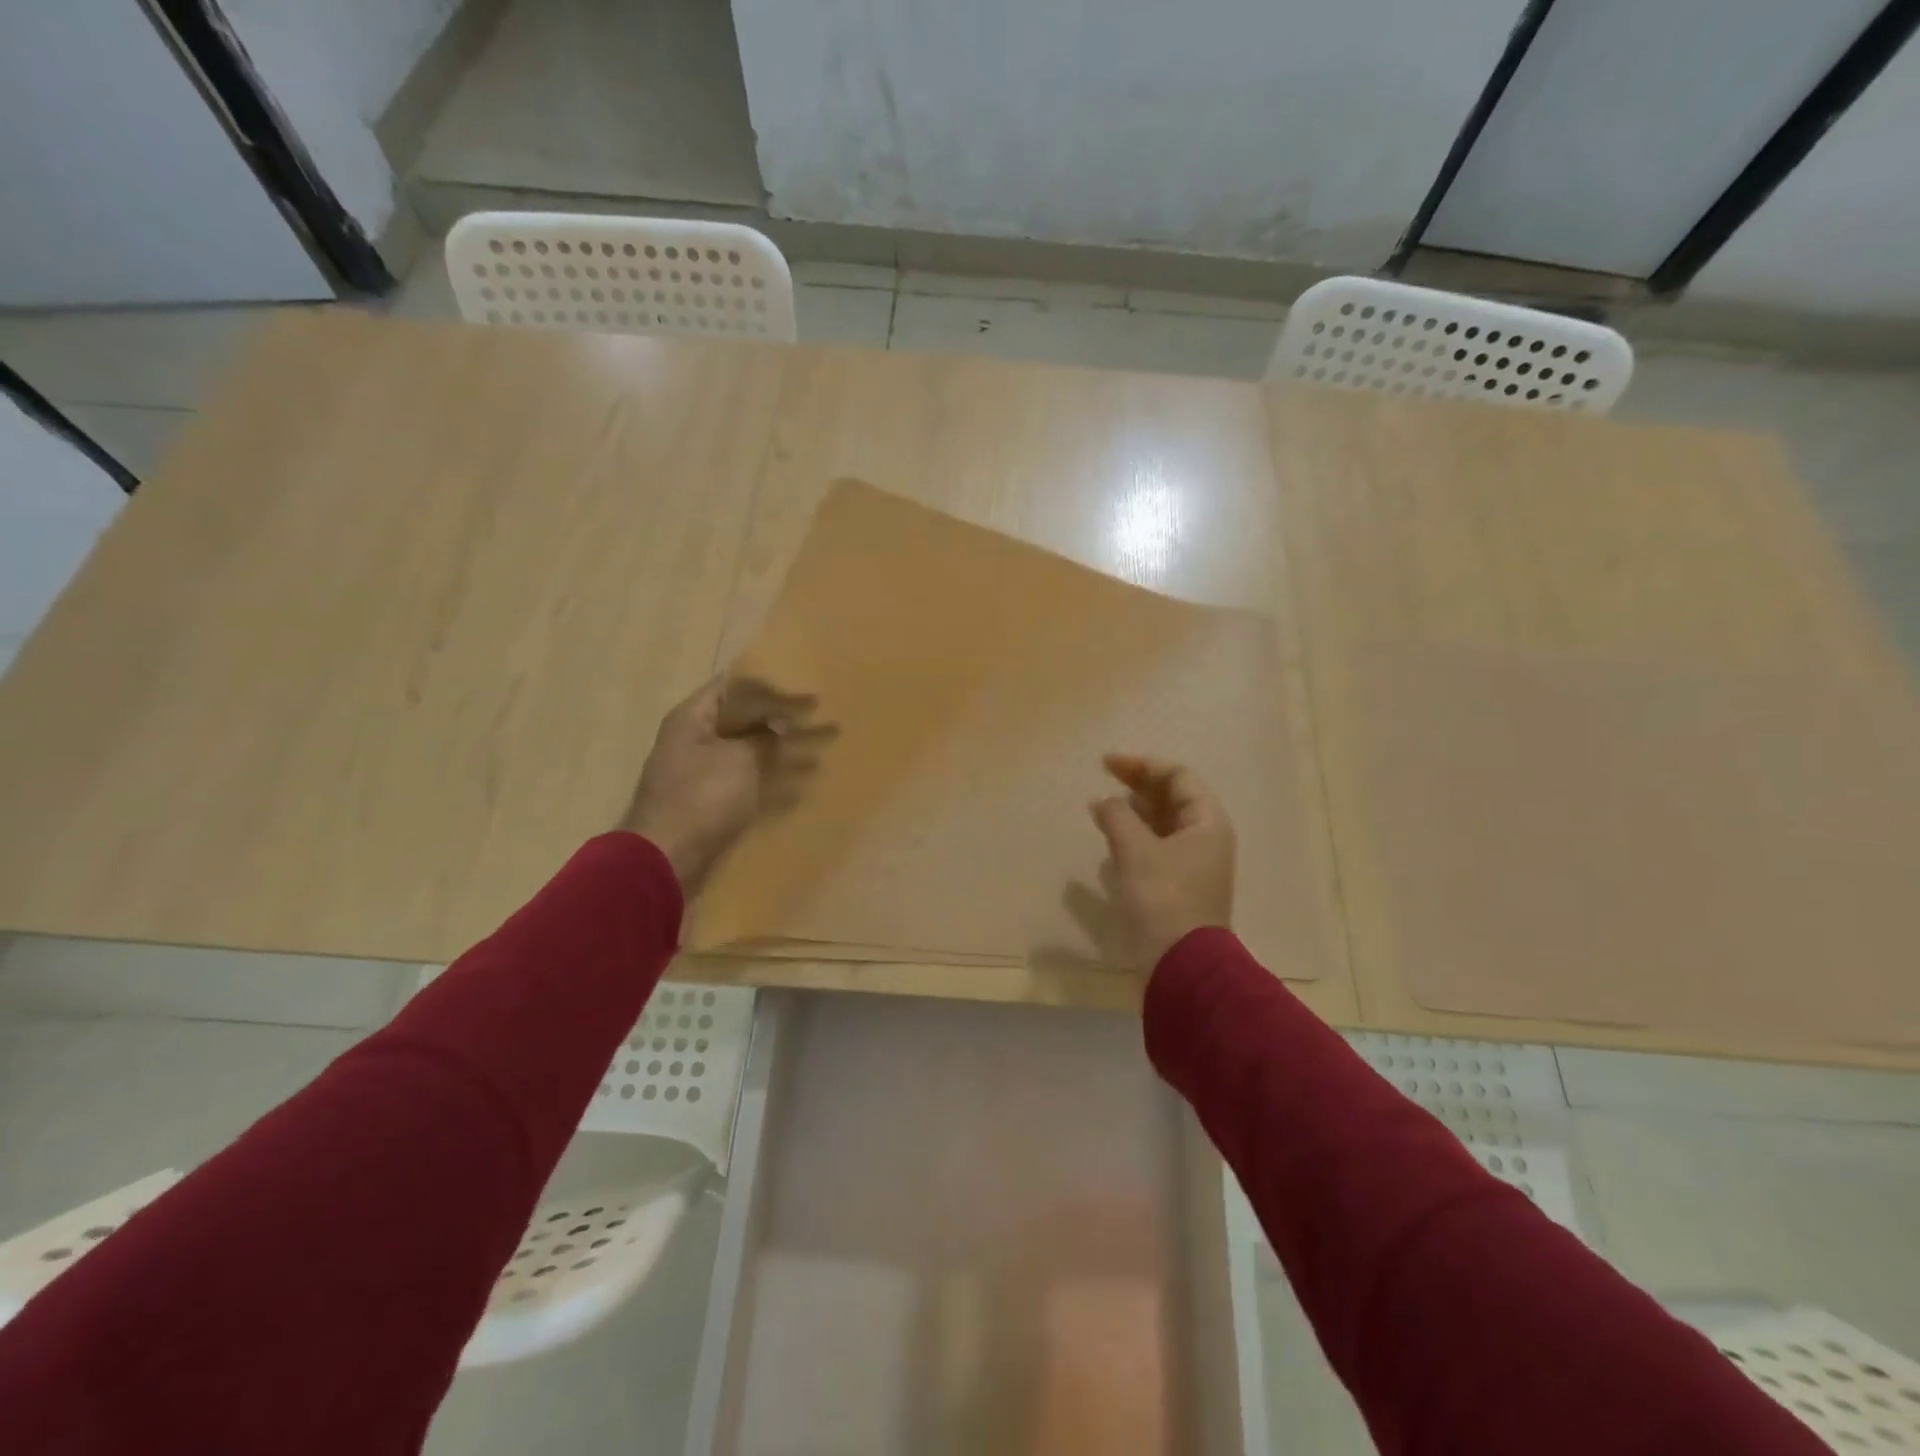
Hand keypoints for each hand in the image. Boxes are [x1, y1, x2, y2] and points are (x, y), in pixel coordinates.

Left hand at [620, 674, 834, 893]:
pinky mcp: (715, 803)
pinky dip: (777, 783)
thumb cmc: (702, 797)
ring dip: (786, 752)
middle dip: (784, 719)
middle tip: (822, 717)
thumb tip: (781, 726)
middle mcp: (697, 740)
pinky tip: (805, 787)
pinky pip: (753, 784)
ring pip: (754, 753)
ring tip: (823, 751)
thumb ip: (765, 738)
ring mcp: (705, 774)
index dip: (771, 684)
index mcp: (694, 719)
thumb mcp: (740, 759)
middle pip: (746, 720)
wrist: (667, 859)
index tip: (805, 686)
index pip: (734, 686)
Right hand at [1088, 753, 1234, 969]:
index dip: (1142, 765)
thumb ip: (1117, 816)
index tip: (1107, 763)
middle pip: (1171, 798)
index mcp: (1207, 822)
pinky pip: (1155, 847)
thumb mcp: (1136, 851)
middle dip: (1137, 785)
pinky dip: (1133, 837)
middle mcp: (1204, 837)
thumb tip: (1103, 801)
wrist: (1180, 965)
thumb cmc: (1163, 898)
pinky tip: (1110, 839)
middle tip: (1103, 777)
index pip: (1178, 777)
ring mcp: (1192, 863)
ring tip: (1102, 807)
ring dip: (1133, 811)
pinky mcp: (1176, 886)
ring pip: (1162, 823)